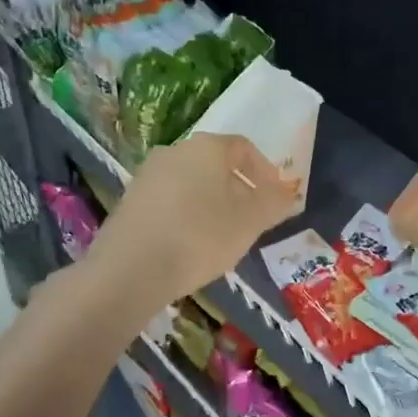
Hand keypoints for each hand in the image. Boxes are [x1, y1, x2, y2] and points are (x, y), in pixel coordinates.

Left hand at [85, 133, 299, 312]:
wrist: (129, 269)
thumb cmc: (200, 236)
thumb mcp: (250, 222)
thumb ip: (274, 203)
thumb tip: (287, 194)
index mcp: (207, 147)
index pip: (244, 148)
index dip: (265, 171)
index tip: (275, 198)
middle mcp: (175, 151)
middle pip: (216, 165)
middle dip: (238, 189)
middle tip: (252, 220)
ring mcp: (147, 175)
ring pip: (191, 184)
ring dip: (212, 204)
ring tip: (223, 236)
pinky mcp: (129, 201)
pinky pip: (169, 202)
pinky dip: (186, 216)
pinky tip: (190, 245)